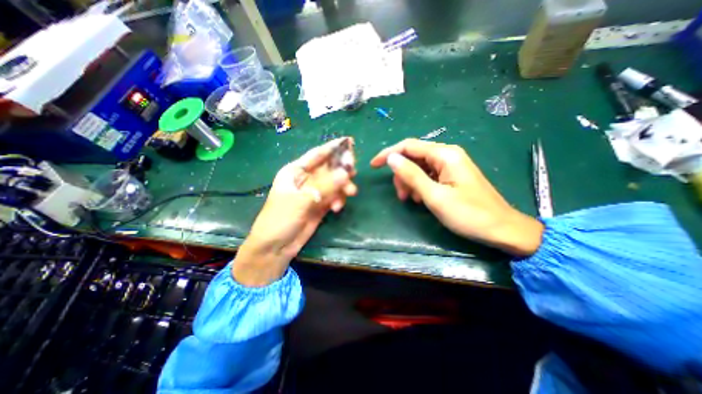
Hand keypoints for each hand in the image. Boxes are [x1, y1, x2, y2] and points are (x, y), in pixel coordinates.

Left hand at [234, 139, 357, 285]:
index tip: (350, 142)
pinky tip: (336, 208)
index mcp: (295, 171)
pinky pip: (335, 196)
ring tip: (349, 194)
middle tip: (353, 172)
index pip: (317, 154)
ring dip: (343, 187)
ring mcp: (314, 192)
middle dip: (342, 169)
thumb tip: (346, 173)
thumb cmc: (280, 219)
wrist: (275, 247)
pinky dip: (339, 200)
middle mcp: (306, 179)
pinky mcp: (320, 204)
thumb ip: (324, 186)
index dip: (333, 147)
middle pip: (329, 168)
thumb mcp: (301, 200)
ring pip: (334, 182)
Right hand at [372, 139, 541, 255]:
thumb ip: (412, 175)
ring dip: (410, 182)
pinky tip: (422, 199)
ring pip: (419, 167)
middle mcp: (447, 155)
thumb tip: (391, 159)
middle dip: (402, 175)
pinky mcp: (451, 175)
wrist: (501, 229)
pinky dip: (420, 186)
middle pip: (413, 157)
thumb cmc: (469, 214)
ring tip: (413, 200)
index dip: (388, 154)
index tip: (373, 166)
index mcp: (445, 154)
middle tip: (402, 196)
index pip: (408, 146)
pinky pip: (428, 175)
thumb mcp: (435, 196)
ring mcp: (450, 165)